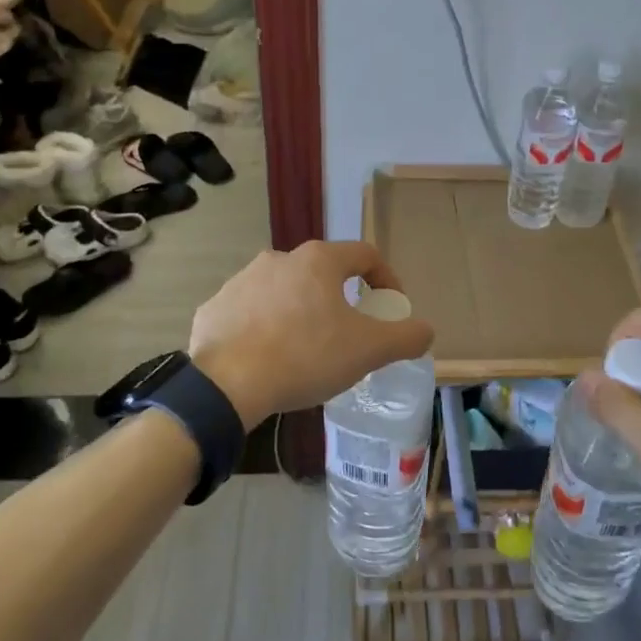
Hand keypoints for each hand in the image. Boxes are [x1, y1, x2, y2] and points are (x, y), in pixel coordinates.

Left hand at [188, 241, 433, 430]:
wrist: (227, 384)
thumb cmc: (306, 356)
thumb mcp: (368, 350)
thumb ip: (405, 337)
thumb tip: (425, 330)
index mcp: (318, 260)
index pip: (366, 255)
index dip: (387, 279)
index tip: (391, 309)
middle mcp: (279, 258)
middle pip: (323, 273)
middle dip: (341, 300)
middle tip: (348, 335)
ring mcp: (241, 280)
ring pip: (284, 291)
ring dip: (300, 312)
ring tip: (305, 350)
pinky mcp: (215, 307)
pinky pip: (250, 313)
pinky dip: (264, 327)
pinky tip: (268, 357)